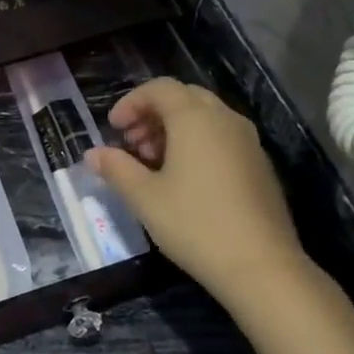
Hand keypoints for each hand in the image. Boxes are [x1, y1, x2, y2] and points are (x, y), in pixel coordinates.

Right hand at [86, 78, 304, 297]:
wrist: (260, 265)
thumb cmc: (194, 223)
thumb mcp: (144, 197)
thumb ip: (116, 168)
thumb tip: (93, 154)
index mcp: (195, 118)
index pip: (160, 88)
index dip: (131, 102)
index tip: (113, 129)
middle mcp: (225, 119)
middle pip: (184, 98)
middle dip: (152, 114)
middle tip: (131, 144)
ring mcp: (248, 142)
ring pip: (205, 118)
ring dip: (174, 130)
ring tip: (152, 164)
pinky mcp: (259, 165)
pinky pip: (221, 138)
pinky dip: (197, 144)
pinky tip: (183, 180)